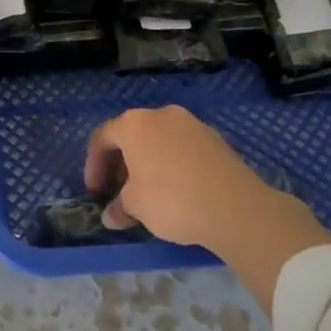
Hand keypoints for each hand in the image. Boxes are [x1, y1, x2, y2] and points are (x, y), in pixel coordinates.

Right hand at [85, 105, 330, 313]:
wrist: (236, 208)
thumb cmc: (172, 200)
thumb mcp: (136, 207)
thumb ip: (119, 206)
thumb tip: (112, 215)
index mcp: (134, 124)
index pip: (102, 138)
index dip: (94, 165)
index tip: (96, 192)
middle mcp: (161, 115)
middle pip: (132, 135)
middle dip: (121, 163)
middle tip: (118, 191)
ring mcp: (192, 124)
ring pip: (159, 140)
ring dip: (148, 163)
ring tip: (148, 192)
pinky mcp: (216, 139)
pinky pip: (183, 148)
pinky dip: (172, 164)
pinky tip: (177, 190)